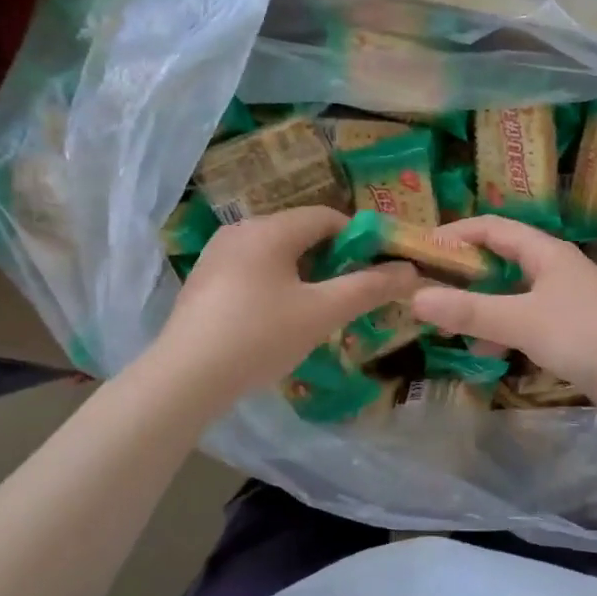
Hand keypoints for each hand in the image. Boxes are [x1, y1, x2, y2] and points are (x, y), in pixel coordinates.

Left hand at [153, 207, 416, 411]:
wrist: (185, 378)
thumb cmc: (260, 336)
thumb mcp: (322, 312)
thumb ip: (369, 288)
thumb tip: (410, 271)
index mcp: (269, 229)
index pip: (326, 217)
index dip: (359, 238)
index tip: (377, 268)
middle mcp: (240, 231)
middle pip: (300, 233)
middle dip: (332, 258)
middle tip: (351, 292)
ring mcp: (216, 256)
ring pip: (276, 253)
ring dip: (304, 273)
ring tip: (318, 309)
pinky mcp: (203, 282)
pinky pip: (252, 270)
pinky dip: (276, 284)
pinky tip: (278, 319)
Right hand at [407, 215, 596, 411]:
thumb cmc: (584, 334)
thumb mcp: (521, 321)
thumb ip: (470, 310)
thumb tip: (415, 298)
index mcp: (546, 252)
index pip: (493, 228)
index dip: (457, 233)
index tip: (423, 249)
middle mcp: (557, 269)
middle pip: (502, 261)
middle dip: (465, 275)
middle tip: (430, 291)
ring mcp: (568, 300)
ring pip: (513, 295)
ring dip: (483, 307)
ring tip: (452, 328)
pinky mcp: (574, 330)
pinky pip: (528, 321)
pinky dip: (505, 330)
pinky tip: (490, 353)